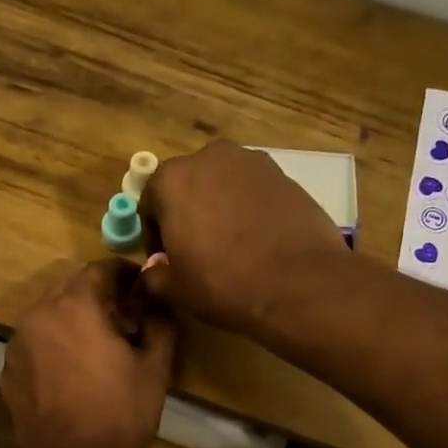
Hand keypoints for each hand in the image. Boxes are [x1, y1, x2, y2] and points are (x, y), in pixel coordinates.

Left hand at [2, 259, 176, 447]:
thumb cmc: (123, 412)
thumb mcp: (155, 364)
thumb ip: (159, 320)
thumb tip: (157, 298)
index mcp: (75, 304)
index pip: (101, 269)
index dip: (125, 274)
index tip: (141, 288)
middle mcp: (38, 315)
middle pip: (71, 291)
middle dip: (98, 300)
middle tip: (124, 324)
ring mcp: (17, 345)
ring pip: (49, 319)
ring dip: (73, 324)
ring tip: (96, 352)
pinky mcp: (8, 373)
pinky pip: (35, 347)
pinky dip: (53, 349)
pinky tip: (72, 376)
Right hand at [138, 141, 348, 334]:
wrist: (297, 284)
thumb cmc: (223, 284)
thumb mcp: (176, 289)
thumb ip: (154, 275)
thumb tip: (154, 269)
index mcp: (172, 180)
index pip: (150, 203)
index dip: (154, 234)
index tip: (165, 259)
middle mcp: (209, 158)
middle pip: (188, 185)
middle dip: (187, 213)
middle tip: (197, 249)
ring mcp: (251, 162)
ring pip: (223, 184)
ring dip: (219, 206)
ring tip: (230, 244)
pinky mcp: (284, 174)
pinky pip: (254, 190)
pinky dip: (249, 208)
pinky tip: (258, 239)